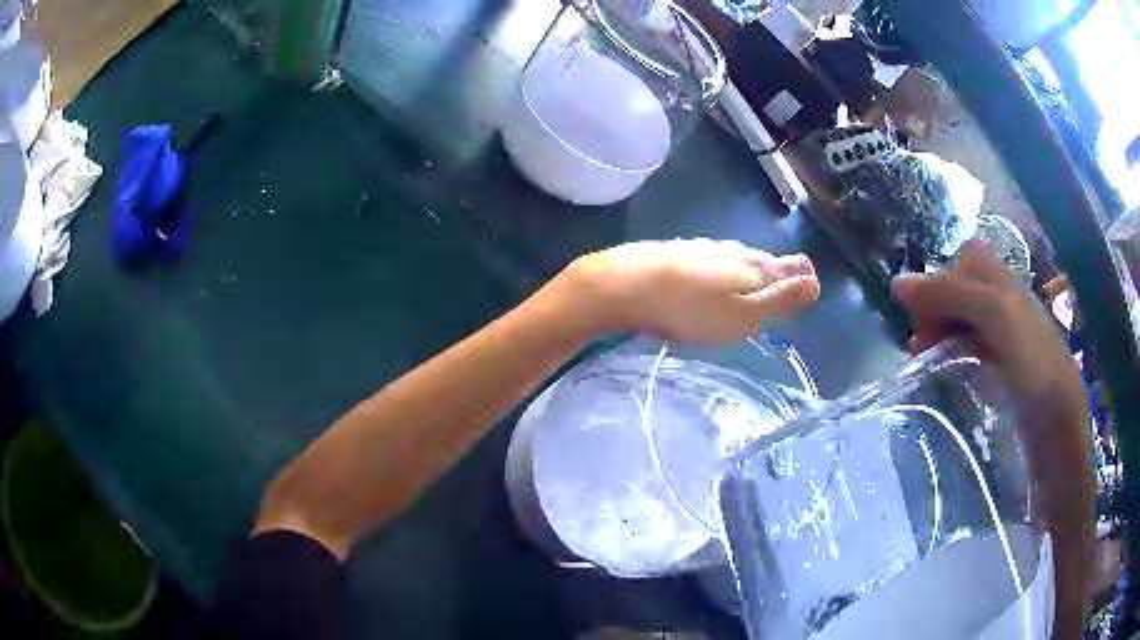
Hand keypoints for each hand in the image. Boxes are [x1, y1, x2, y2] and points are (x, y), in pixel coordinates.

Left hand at [565, 239, 820, 344]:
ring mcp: (704, 247)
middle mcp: (734, 250)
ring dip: (745, 277)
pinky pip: (710, 263)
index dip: (804, 281)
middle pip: (766, 261)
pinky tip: (705, 287)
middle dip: (776, 279)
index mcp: (756, 266)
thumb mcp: (746, 314)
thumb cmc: (692, 309)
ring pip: (737, 260)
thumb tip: (816, 283)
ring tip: (744, 297)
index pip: (794, 265)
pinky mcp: (678, 252)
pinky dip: (717, 276)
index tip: (803, 299)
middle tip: (775, 303)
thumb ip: (781, 298)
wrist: (627, 285)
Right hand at [892, 240, 1083, 421]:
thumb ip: (952, 295)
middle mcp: (1005, 305)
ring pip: (964, 323)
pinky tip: (947, 377)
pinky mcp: (1003, 374)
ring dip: (941, 337)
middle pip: (962, 291)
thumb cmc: (1034, 365)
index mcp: (1005, 283)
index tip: (924, 320)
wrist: (1059, 431)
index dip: (939, 282)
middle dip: (936, 311)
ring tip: (926, 365)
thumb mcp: (996, 316)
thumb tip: (896, 284)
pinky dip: (954, 359)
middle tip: (921, 348)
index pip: (963, 261)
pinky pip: (971, 353)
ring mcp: (1005, 341)